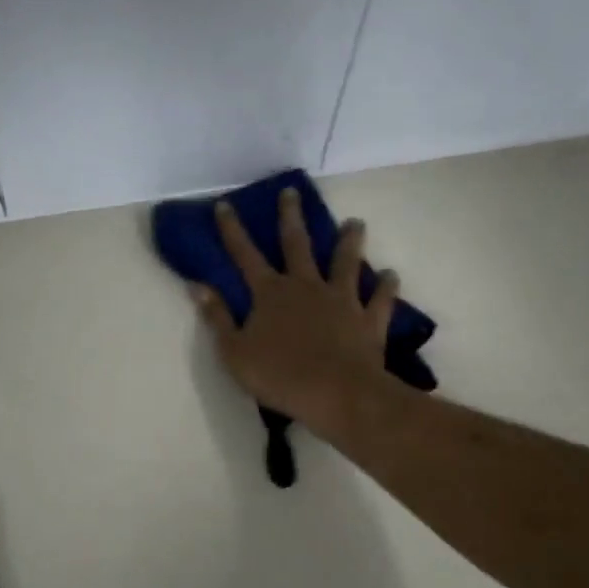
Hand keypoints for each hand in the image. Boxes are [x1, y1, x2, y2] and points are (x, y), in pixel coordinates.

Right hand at [192, 188, 400, 437]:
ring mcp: (342, 300)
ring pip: (346, 262)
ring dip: (350, 241)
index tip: (225, 204)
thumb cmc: (279, 376)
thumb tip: (198, 286)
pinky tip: (390, 275)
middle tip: (292, 192)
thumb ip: (218, 318)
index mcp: (270, 294)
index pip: (245, 255)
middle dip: (291, 217)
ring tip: (356, 223)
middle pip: (297, 245)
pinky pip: (380, 298)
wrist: (336, 394)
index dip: (233, 230)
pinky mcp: (369, 319)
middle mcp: (306, 286)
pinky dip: (386, 286)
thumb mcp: (234, 352)